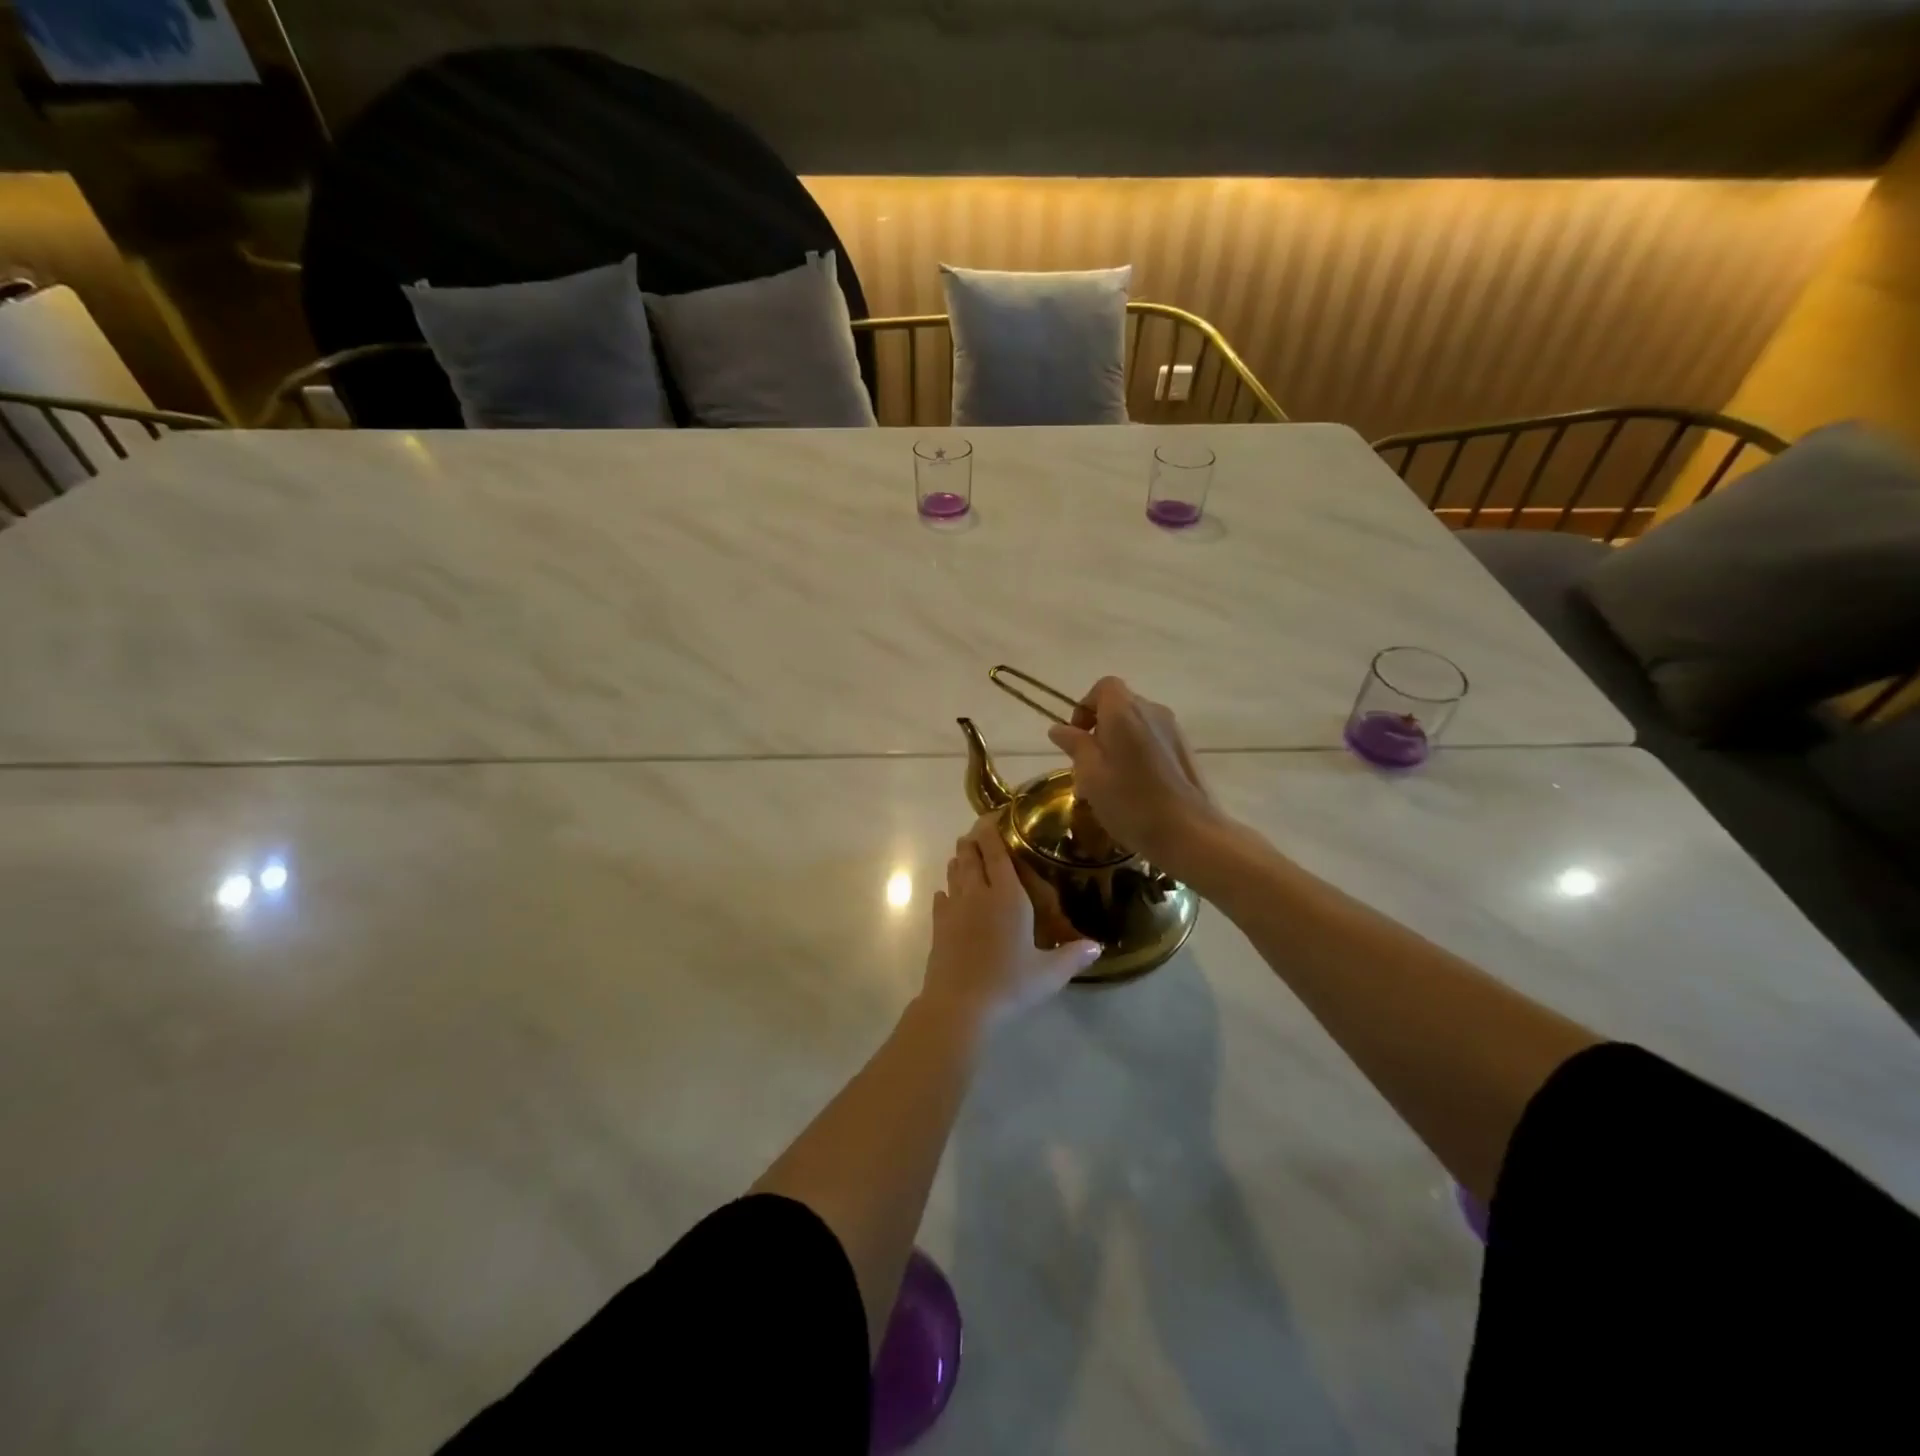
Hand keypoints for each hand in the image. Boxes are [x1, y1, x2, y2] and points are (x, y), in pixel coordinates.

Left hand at [922, 817, 1101, 1030]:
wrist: (959, 1005)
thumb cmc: (1009, 983)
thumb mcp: (1049, 973)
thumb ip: (1073, 955)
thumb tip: (1097, 946)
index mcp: (1007, 896)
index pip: (996, 852)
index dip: (992, 830)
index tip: (994, 816)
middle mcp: (977, 893)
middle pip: (970, 855)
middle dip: (974, 840)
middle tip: (980, 832)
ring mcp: (953, 909)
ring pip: (954, 873)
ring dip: (960, 861)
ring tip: (966, 855)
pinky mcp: (938, 927)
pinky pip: (941, 899)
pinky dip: (946, 891)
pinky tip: (948, 895)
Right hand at [1046, 676, 1226, 877]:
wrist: (1190, 833)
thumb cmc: (1131, 803)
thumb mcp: (1091, 775)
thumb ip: (1075, 745)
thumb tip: (1059, 728)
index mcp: (1125, 712)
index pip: (1104, 687)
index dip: (1085, 706)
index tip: (1076, 736)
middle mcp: (1152, 712)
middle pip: (1120, 705)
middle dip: (1100, 728)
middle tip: (1087, 764)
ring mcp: (1173, 731)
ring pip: (1137, 725)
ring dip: (1118, 743)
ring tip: (1109, 781)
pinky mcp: (1185, 751)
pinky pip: (1153, 741)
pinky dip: (1138, 754)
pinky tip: (1134, 788)